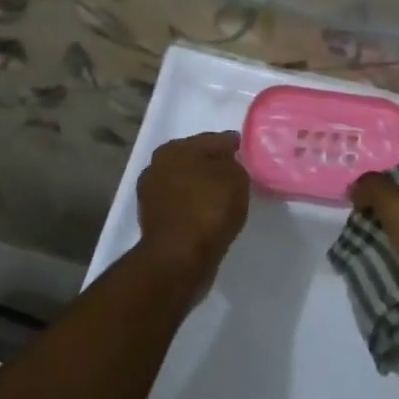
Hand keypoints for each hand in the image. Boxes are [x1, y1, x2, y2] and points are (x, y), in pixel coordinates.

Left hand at [136, 131, 250, 281]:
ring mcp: (151, 194)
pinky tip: (210, 213)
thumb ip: (234, 165)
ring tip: (226, 196)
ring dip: (203, 187)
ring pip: (187, 183)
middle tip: (238, 174)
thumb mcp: (235, 178)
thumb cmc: (208, 209)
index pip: (212, 140)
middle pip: (195, 160)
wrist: (178, 258)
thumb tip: (227, 167)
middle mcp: (157, 166)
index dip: (232, 144)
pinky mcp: (153, 220)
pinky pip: (183, 205)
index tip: (247, 151)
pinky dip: (195, 206)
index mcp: (174, 149)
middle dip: (214, 165)